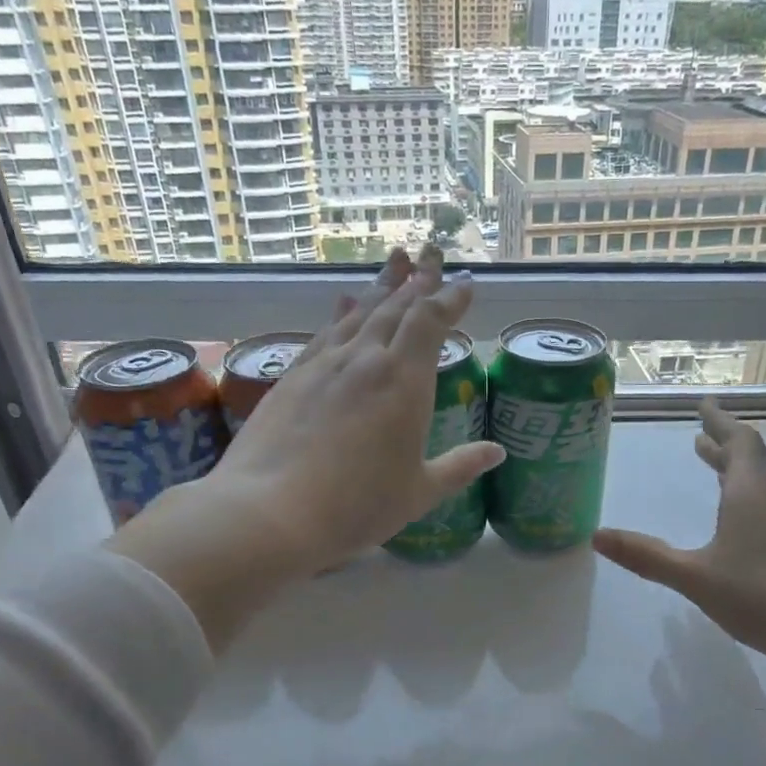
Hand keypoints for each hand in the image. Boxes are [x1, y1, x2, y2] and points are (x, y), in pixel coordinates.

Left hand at [108, 247, 503, 645]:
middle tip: (431, 254)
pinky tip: (343, 302)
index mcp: (404, 382)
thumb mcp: (419, 492)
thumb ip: (459, 467)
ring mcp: (324, 364)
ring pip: (359, 312)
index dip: (450, 298)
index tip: (465, 281)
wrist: (270, 512)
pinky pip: (325, 332)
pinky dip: (340, 312)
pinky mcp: (292, 376)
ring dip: (381, 285)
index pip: (431, 322)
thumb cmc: (356, 507)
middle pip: (396, 306)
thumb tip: (496, 452)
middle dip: (418, 279)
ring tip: (396, 260)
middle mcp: (365, 360)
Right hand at [592, 399, 765, 679]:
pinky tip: (742, 522)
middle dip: (725, 444)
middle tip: (702, 436)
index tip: (705, 404)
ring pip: (764, 482)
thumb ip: (646, 556)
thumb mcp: (695, 577)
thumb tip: (597, 535)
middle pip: (752, 458)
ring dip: (738, 470)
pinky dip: (750, 496)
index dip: (719, 421)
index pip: (737, 441)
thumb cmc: (762, 596)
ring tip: (714, 470)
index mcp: (751, 492)